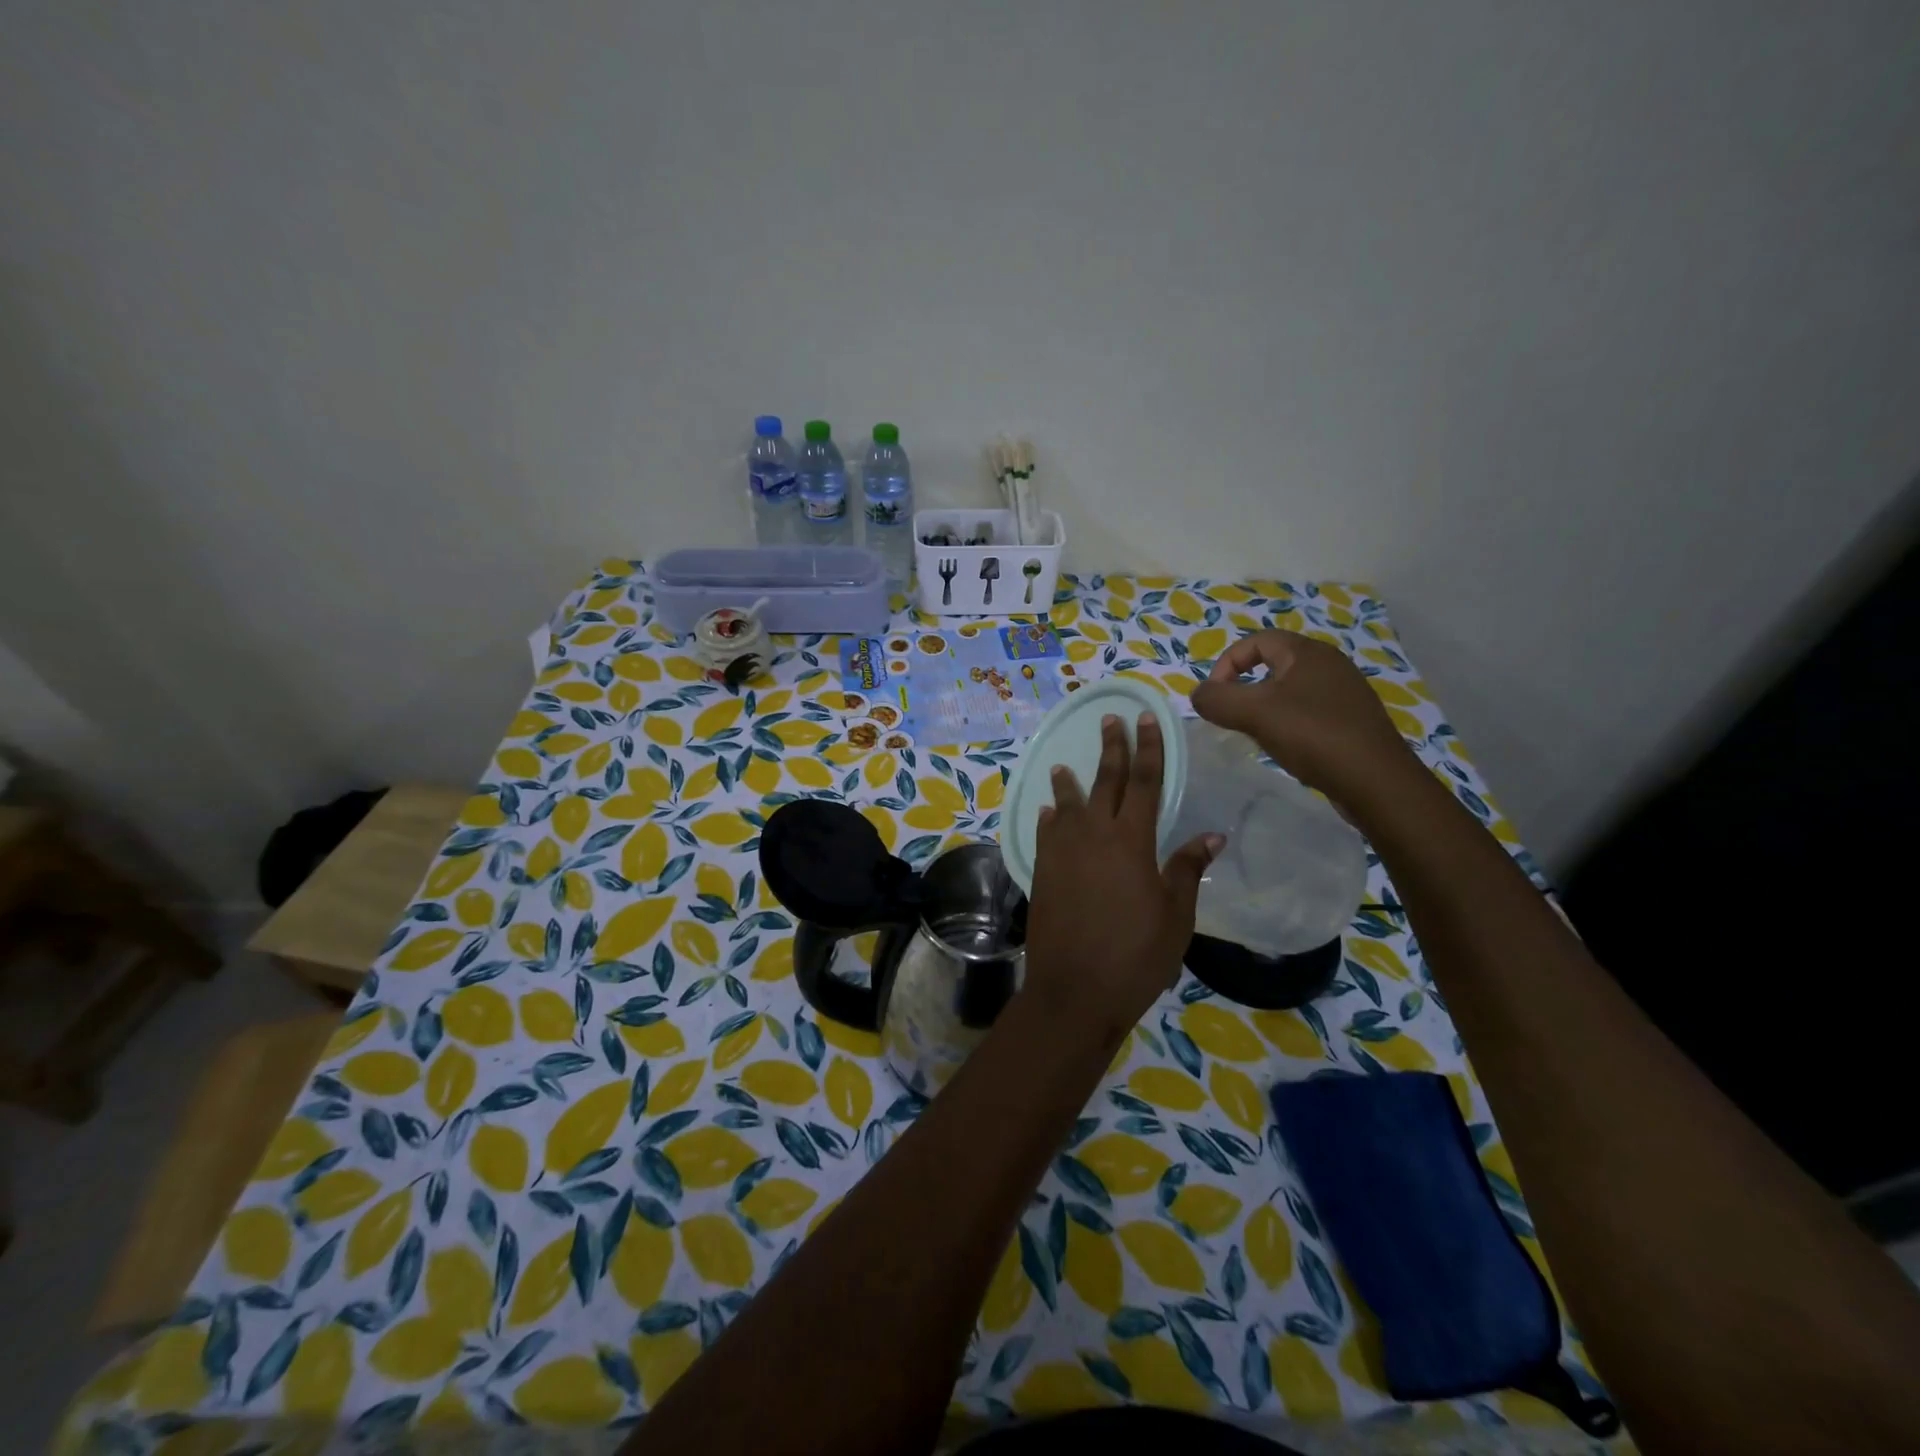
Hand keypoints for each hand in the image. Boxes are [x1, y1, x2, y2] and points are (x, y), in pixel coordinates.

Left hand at [1023, 712, 1219, 1043]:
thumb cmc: (1136, 955)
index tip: (1145, 718)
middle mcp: (1093, 835)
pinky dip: (1049, 818)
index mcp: (1131, 841)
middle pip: (1104, 782)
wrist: (1075, 990)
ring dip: (1069, 782)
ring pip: (1067, 805)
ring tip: (1064, 765)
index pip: (1143, 781)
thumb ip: (1187, 870)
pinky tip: (1049, 811)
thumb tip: (1211, 836)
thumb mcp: (1175, 916)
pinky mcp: (1042, 872)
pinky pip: (1045, 834)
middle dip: (1110, 749)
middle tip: (1109, 720)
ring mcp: (1062, 852)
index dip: (1147, 748)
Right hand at [1190, 630, 1413, 802]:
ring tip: (1256, 733)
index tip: (1215, 696)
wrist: (1376, 782)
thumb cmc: (1313, 736)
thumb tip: (1198, 694)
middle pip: (1274, 663)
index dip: (1227, 663)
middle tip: (1232, 715)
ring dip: (1266, 707)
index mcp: (1308, 652)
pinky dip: (1289, 723)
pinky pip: (1310, 711)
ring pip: (1291, 689)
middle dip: (1245, 686)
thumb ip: (1216, 699)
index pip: (1256, 641)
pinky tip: (1288, 747)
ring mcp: (1345, 692)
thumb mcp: (1254, 713)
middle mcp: (1330, 664)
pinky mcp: (1353, 720)